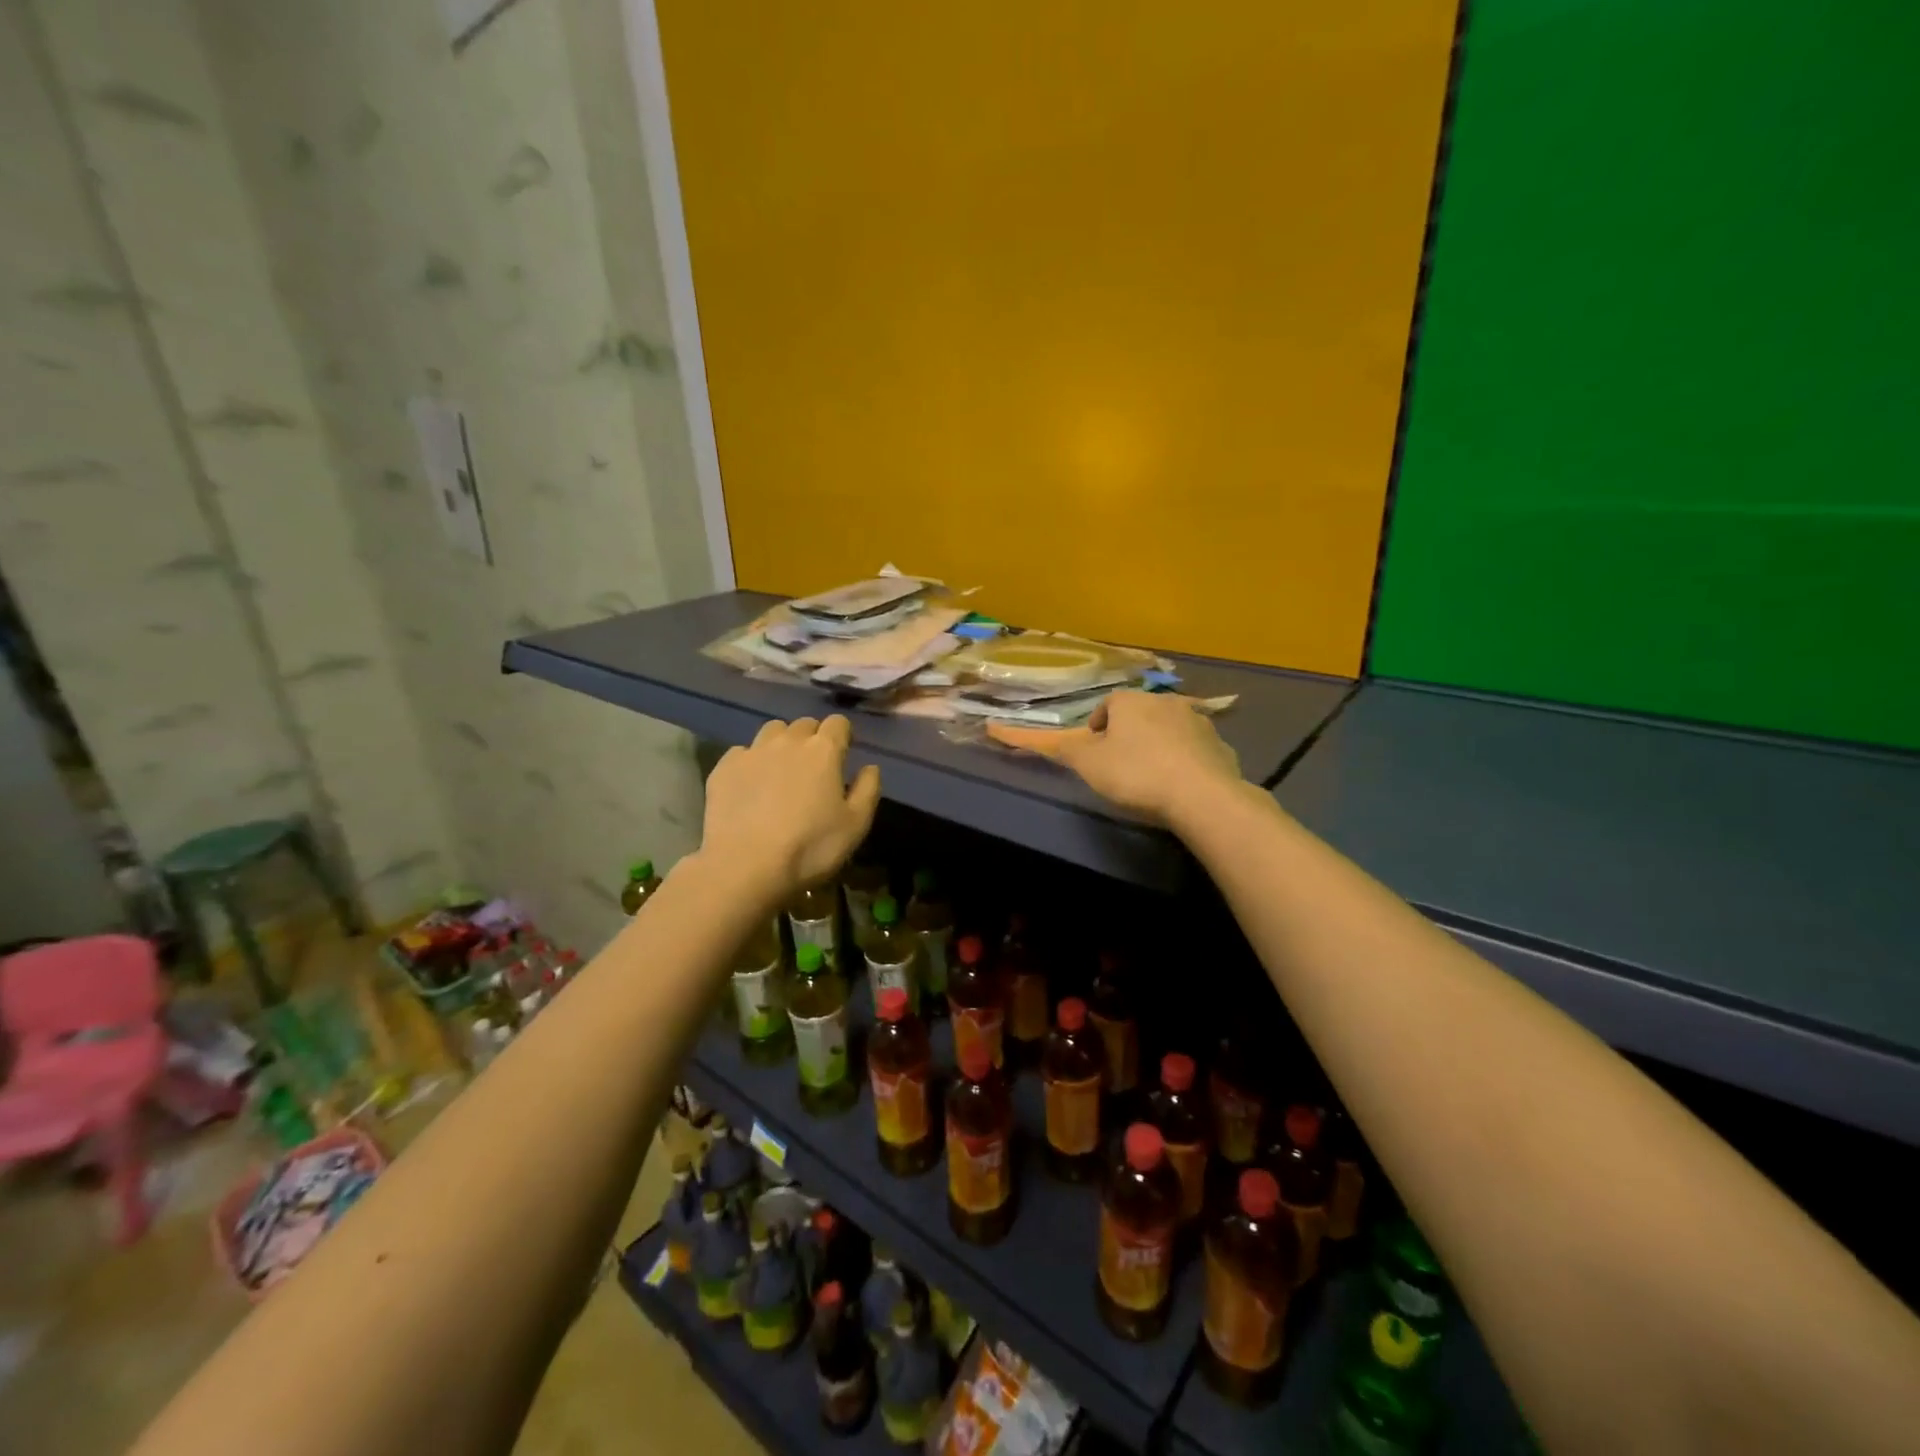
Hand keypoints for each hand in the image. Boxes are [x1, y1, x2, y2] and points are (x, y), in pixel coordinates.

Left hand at [701, 716, 881, 899]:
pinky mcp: (724, 768)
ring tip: (781, 771)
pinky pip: (742, 752)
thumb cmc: (810, 848)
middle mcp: (788, 741)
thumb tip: (870, 767)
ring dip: (781, 743)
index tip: (843, 754)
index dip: (842, 735)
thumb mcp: (855, 825)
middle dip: (812, 738)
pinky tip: (751, 786)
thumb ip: (868, 789)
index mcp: (823, 751)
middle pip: (804, 725)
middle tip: (813, 768)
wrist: (745, 866)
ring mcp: (752, 752)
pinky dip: (751, 762)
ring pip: (772, 731)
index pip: (838, 723)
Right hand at [1054, 690, 1242, 826]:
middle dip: (1130, 730)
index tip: (1094, 741)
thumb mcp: (1089, 765)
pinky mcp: (1221, 745)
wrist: (1201, 795)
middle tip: (1121, 756)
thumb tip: (1057, 742)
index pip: (1108, 702)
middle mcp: (1166, 702)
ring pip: (1171, 727)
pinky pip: (1195, 748)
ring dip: (1160, 741)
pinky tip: (1180, 780)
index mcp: (1131, 702)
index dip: (1099, 721)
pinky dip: (1185, 758)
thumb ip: (1070, 751)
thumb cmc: (1136, 774)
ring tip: (1153, 768)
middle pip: (1141, 712)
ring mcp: (1198, 722)